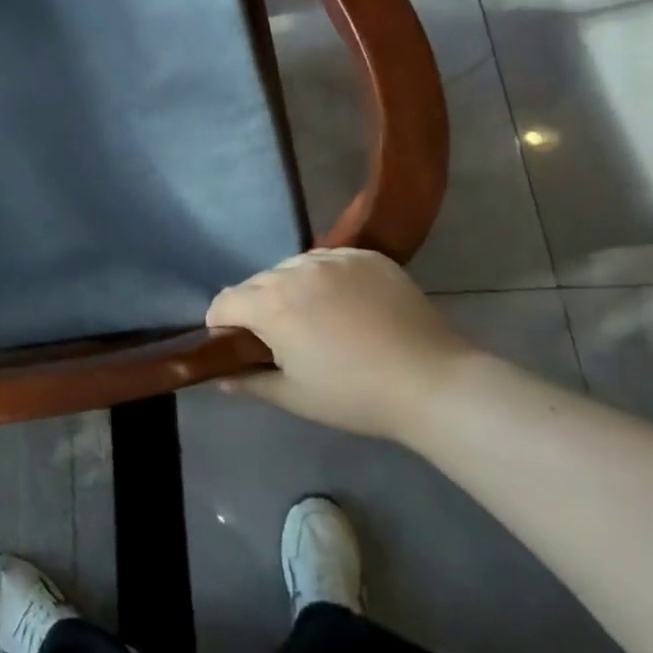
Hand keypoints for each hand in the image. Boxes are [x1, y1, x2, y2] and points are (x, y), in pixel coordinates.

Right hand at [207, 249, 474, 440]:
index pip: (225, 301)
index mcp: (272, 304)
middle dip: (258, 308)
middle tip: (283, 339)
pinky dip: (327, 278)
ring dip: (292, 288)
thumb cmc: (354, 396)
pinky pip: (330, 260)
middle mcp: (296, 270)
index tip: (239, 347)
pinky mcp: (367, 256)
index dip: (223, 325)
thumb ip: (250, 382)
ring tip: (318, 319)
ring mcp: (334, 258)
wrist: (431, 382)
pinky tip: (348, 305)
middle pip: (257, 282)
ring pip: (293, 267)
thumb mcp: (295, 397)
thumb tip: (221, 377)